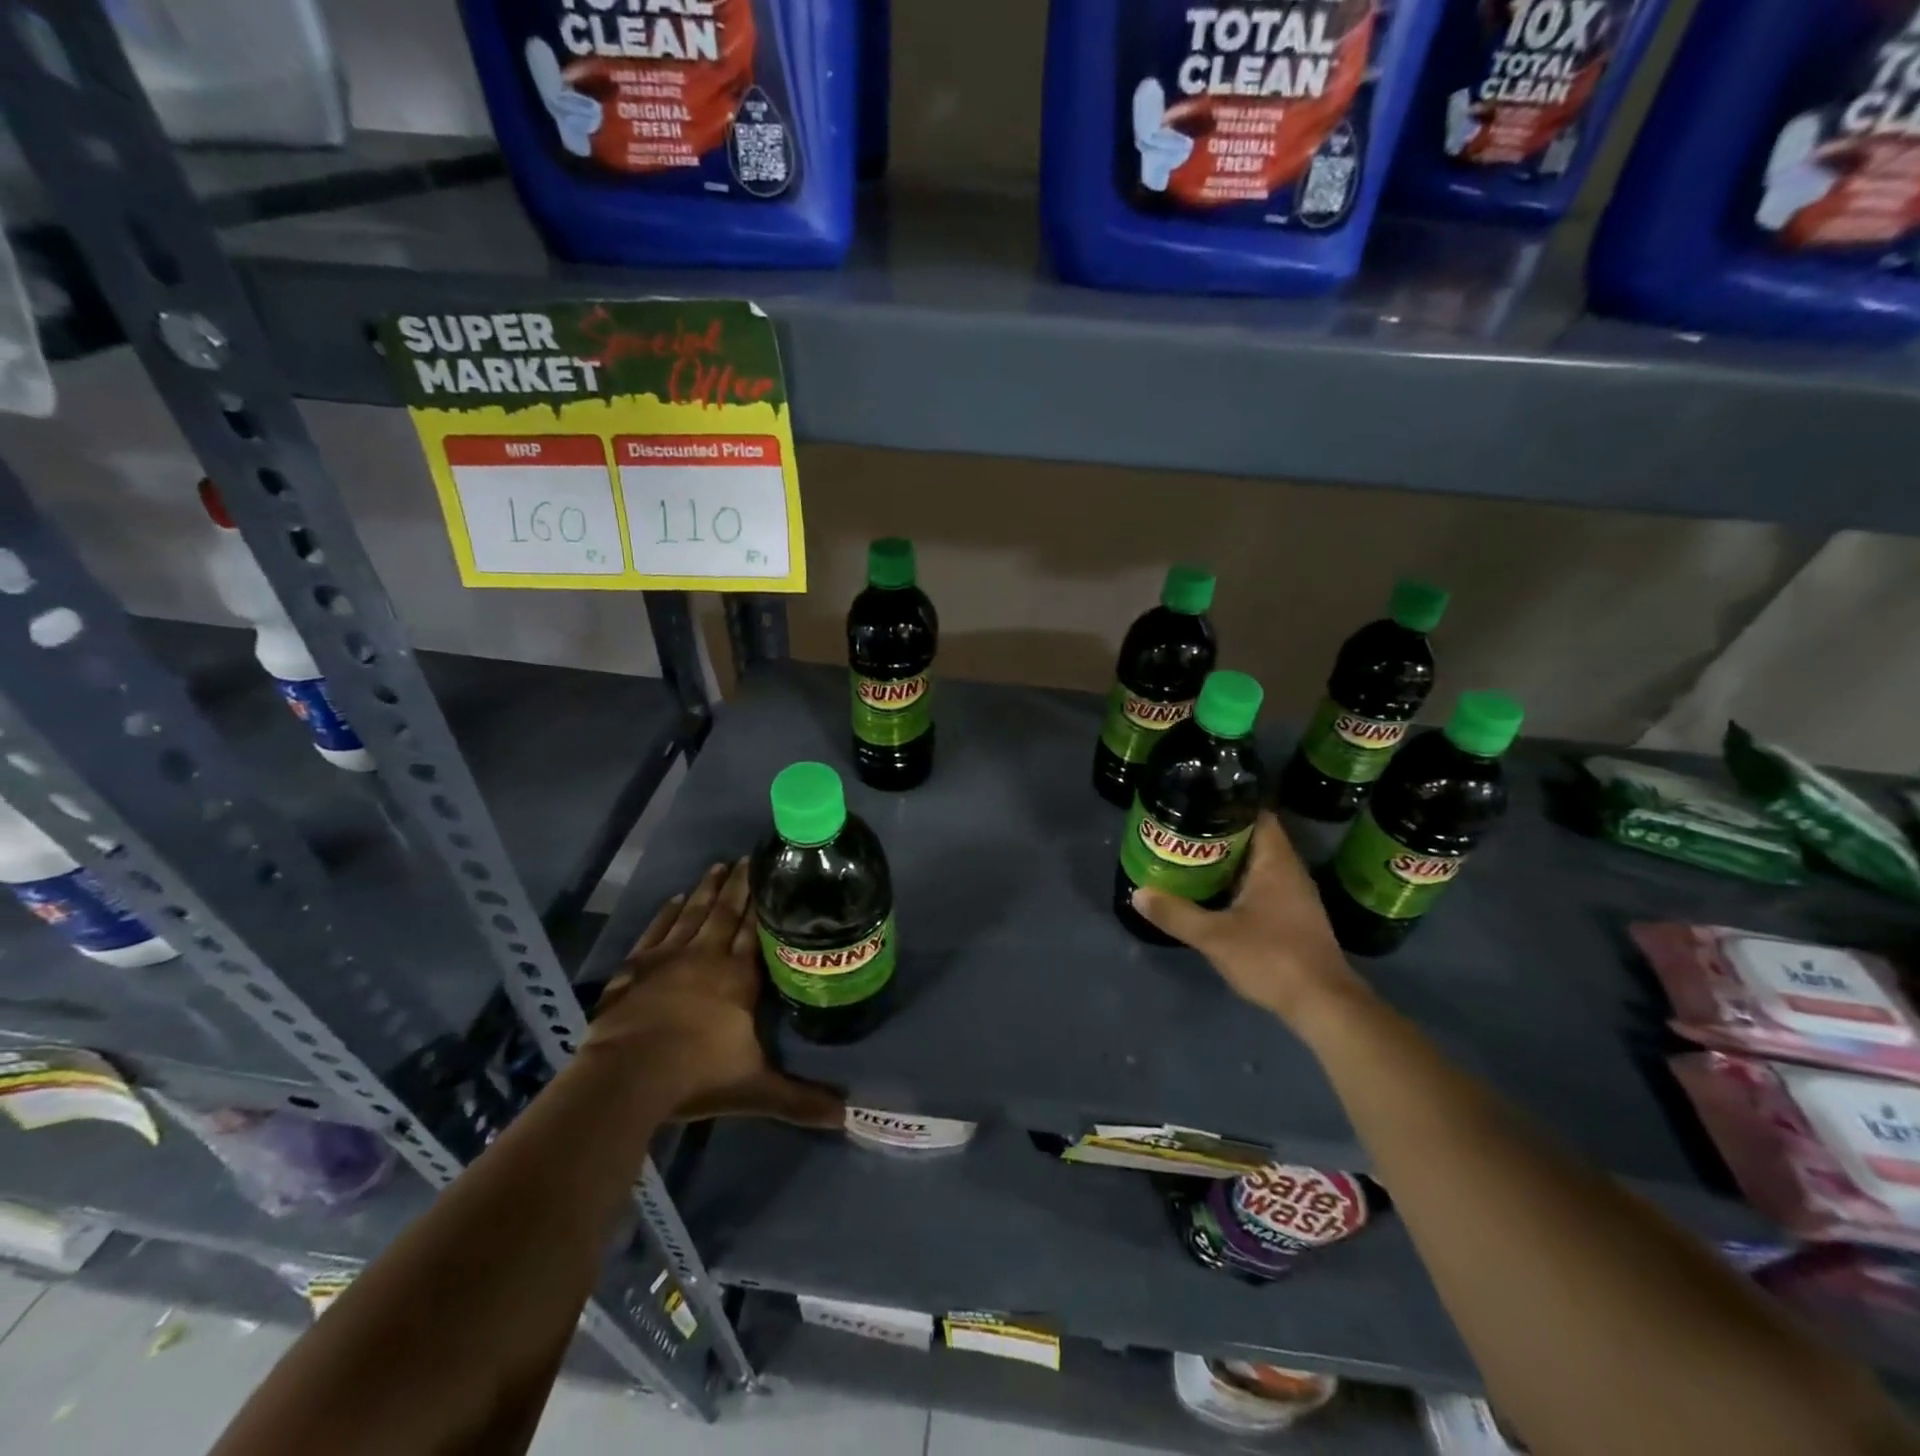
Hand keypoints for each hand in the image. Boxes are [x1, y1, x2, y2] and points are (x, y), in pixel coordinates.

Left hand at [584, 860, 842, 1128]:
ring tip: (717, 866)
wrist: (629, 1075)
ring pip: (693, 913)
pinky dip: (667, 913)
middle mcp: (708, 956)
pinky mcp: (636, 967)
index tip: (770, 874)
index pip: (755, 930)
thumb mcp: (757, 1090)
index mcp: (739, 977)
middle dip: (739, 886)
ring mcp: (669, 958)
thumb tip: (848, 1117)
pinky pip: (657, 930)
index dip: (763, 903)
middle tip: (747, 858)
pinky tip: (675, 899)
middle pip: (726, 912)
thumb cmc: (697, 1074)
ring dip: (706, 890)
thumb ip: (801, 1100)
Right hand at [1131, 812, 1366, 1028]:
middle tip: (1181, 834)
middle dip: (1218, 836)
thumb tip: (1139, 893)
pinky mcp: (1294, 918)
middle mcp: (1290, 872)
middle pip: (1253, 839)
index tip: (1195, 806)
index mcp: (1276, 862)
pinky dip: (1238, 885)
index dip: (1226, 806)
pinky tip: (1213, 895)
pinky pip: (1262, 887)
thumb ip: (1176, 914)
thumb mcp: (1214, 936)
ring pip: (1256, 865)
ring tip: (1189, 860)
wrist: (1323, 1005)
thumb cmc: (1271, 958)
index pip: (1256, 815)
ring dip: (1227, 863)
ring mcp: (1295, 896)